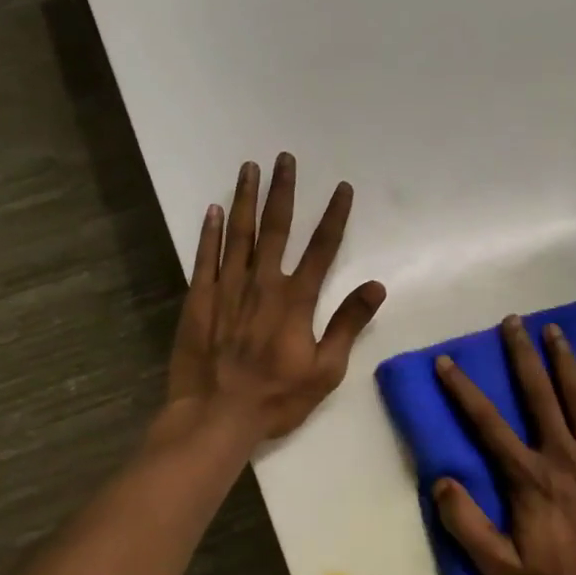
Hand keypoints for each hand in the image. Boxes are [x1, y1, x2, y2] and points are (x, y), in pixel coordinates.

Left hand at [167, 154, 386, 442]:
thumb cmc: (276, 397)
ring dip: (246, 199)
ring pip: (239, 234)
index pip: (322, 248)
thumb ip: (348, 324)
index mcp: (296, 300)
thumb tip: (376, 286)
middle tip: (284, 158)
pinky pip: (205, 257)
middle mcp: (262, 284)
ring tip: (249, 168)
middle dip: (283, 191)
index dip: (334, 216)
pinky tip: (213, 209)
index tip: (342, 188)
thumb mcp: (326, 370)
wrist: (216, 416)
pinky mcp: (199, 300)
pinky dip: (210, 232)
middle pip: (276, 228)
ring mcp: (227, 289)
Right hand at [433, 317, 575, 574]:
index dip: (463, 390)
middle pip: (538, 394)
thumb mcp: (503, 569)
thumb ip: (467, 525)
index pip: (487, 424)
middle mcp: (562, 454)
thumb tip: (440, 482)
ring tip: (554, 330)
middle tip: (513, 321)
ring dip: (564, 361)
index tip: (446, 361)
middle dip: (521, 355)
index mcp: (528, 476)